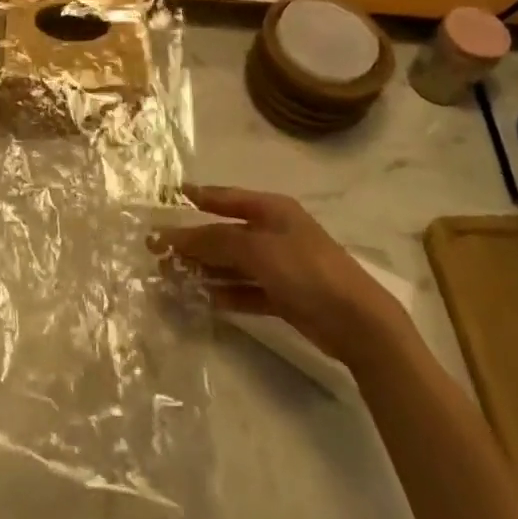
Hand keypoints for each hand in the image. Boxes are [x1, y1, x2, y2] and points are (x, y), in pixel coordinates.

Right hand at [153, 186, 405, 366]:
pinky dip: (225, 293)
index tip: (171, 195)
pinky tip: (202, 299)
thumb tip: (175, 235)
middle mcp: (274, 233)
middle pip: (225, 233)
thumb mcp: (257, 249)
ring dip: (205, 269)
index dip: (199, 196)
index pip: (227, 197)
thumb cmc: (307, 271)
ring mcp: (279, 266)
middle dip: (194, 241)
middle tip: (159, 249)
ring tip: (172, 276)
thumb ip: (214, 240)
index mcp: (272, 210)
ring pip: (232, 263)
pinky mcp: (283, 296)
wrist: (358, 323)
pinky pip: (245, 290)